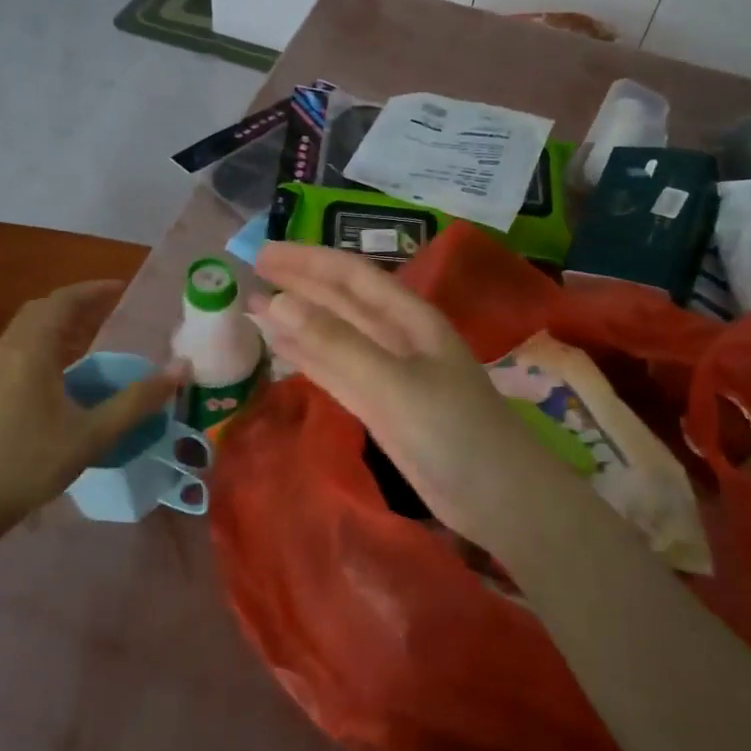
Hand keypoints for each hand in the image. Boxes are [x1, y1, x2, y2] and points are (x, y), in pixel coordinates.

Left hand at [0, 281, 183, 538]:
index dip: (94, 290)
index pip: (64, 301)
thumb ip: (138, 401)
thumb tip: (181, 368)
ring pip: (28, 330)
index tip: (123, 288)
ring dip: (60, 322)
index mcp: (33, 351)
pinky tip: (64, 370)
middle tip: (110, 308)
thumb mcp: (92, 434)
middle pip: (43, 310)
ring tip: (93, 333)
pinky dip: (47, 342)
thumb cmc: (29, 463)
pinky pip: (21, 349)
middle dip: (77, 303)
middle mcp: (10, 351)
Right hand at [253, 243, 563, 548]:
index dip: (307, 260)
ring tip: (256, 306)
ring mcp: (391, 373)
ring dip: (299, 320)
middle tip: (252, 271)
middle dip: (300, 283)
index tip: (263, 253)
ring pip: (337, 335)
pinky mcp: (383, 406)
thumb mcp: (392, 384)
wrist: (498, 497)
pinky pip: (337, 370)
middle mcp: (399, 337)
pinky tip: (284, 350)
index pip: (351, 276)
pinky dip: (309, 357)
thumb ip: (335, 343)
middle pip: (342, 300)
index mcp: (410, 318)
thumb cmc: (453, 432)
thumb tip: (276, 301)